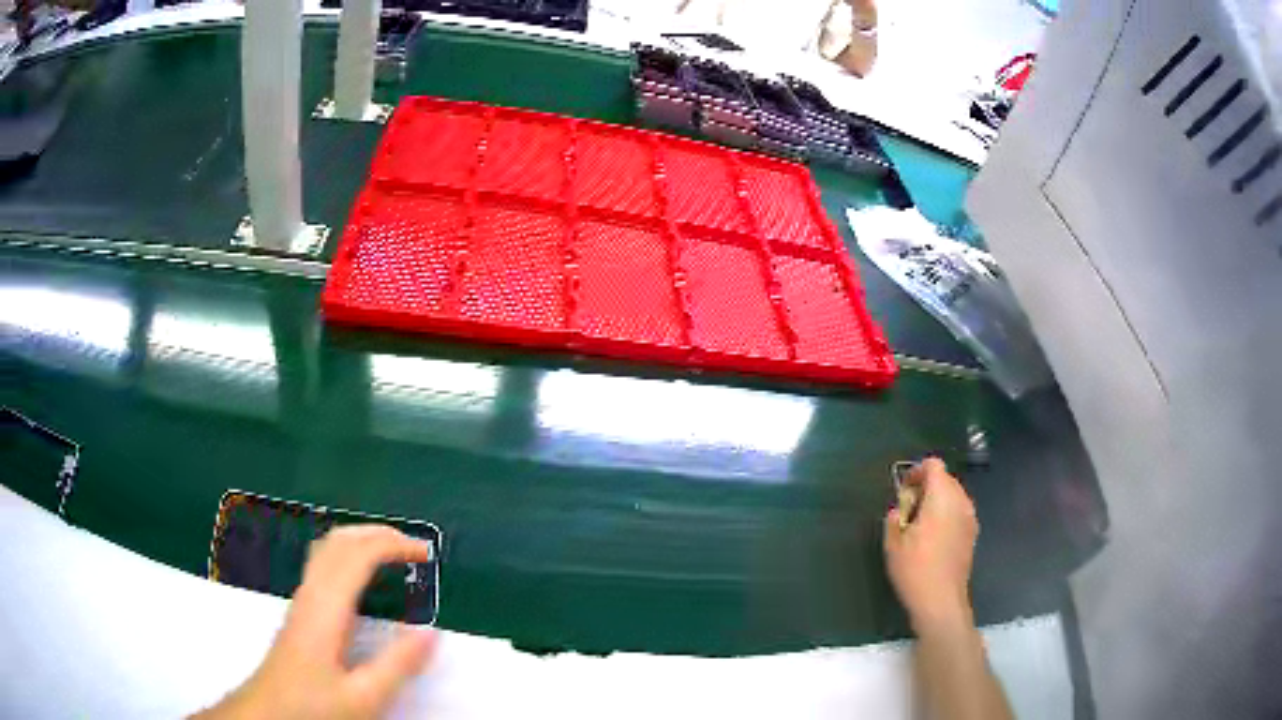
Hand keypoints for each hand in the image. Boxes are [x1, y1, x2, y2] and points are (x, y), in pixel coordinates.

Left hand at [195, 526, 437, 719]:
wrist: (268, 711)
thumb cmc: (312, 705)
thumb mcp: (363, 696)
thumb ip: (397, 665)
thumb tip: (430, 632)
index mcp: (327, 609)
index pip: (358, 555)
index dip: (393, 545)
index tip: (425, 553)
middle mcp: (311, 594)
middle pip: (339, 541)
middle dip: (378, 533)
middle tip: (413, 547)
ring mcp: (302, 600)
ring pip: (328, 549)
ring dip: (362, 540)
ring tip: (392, 552)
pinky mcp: (300, 611)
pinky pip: (324, 564)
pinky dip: (349, 554)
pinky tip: (360, 577)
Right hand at [883, 458, 978, 632]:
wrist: (941, 600)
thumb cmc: (915, 570)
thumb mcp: (893, 544)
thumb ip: (894, 519)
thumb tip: (899, 511)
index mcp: (941, 497)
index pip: (934, 465)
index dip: (916, 471)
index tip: (903, 491)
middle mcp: (960, 501)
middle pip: (945, 478)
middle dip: (926, 486)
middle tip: (908, 509)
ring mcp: (970, 517)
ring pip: (954, 495)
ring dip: (937, 501)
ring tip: (920, 524)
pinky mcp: (972, 533)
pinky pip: (959, 511)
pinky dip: (947, 514)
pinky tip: (934, 538)